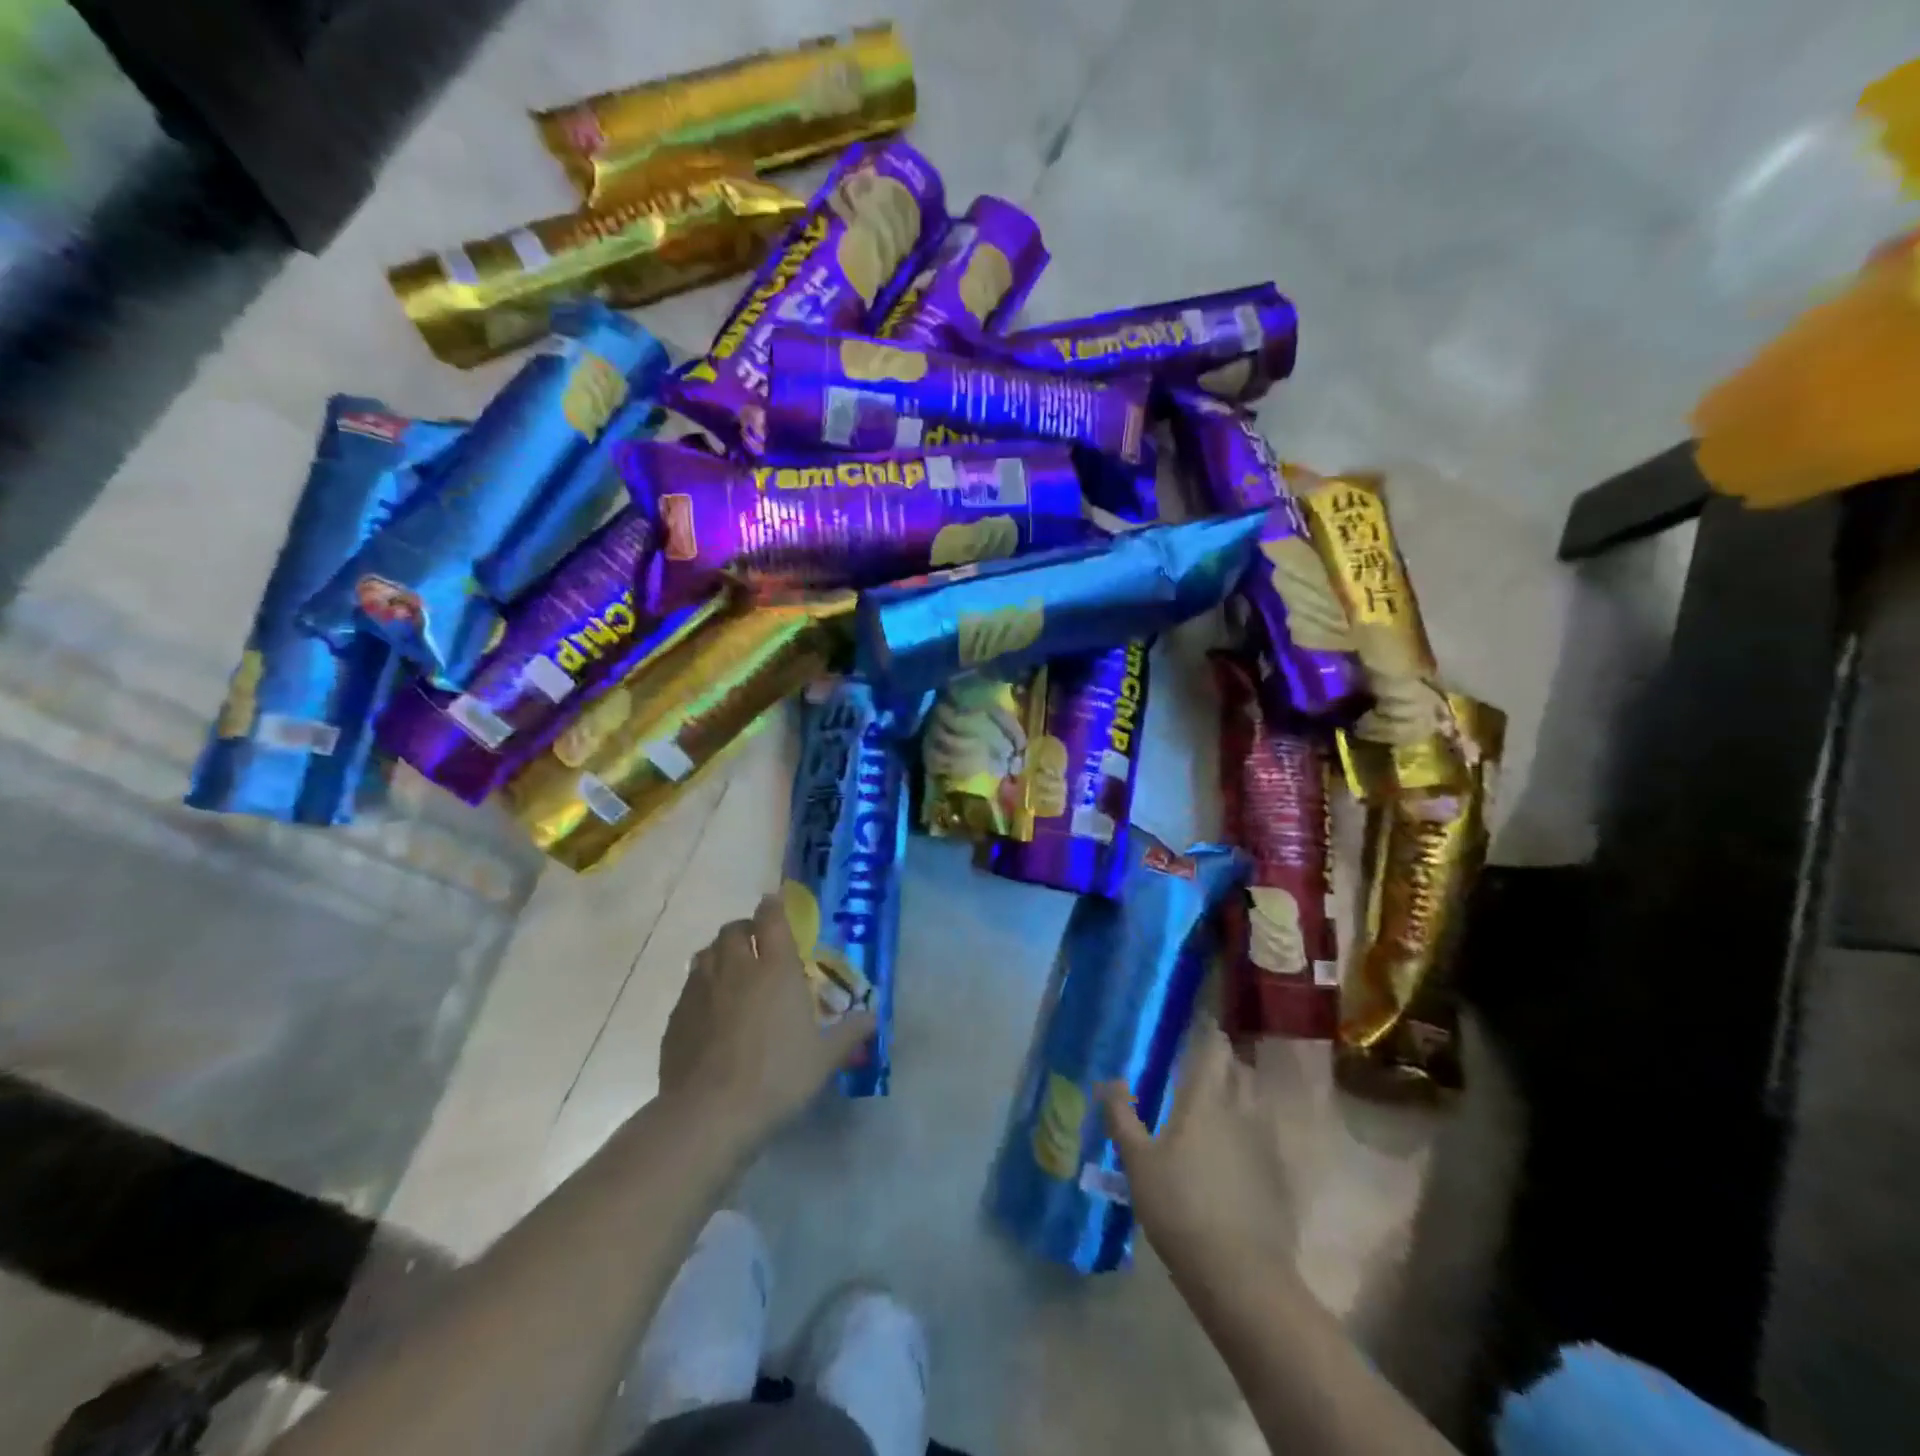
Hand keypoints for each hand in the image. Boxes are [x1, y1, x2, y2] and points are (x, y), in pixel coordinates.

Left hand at [660, 895, 875, 1135]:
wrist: (710, 1114)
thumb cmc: (778, 1077)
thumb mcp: (824, 1058)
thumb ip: (849, 1032)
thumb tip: (873, 1016)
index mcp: (775, 969)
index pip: (771, 919)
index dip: (773, 907)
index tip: (775, 903)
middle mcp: (735, 969)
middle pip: (733, 930)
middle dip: (744, 929)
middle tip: (756, 943)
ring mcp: (699, 991)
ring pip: (705, 954)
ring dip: (719, 953)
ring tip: (731, 970)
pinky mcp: (676, 1018)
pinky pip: (689, 988)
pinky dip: (701, 987)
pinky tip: (709, 1011)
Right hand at [1098, 1022, 1296, 1278]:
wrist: (1241, 1275)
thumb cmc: (1180, 1207)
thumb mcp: (1137, 1162)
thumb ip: (1122, 1117)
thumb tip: (1110, 1080)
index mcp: (1206, 1097)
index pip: (1213, 1046)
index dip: (1207, 1030)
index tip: (1195, 1020)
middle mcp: (1241, 1108)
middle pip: (1238, 1068)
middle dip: (1222, 1058)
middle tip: (1198, 1061)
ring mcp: (1265, 1141)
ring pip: (1254, 1098)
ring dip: (1239, 1089)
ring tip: (1216, 1098)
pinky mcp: (1279, 1173)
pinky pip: (1264, 1132)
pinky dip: (1250, 1127)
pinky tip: (1234, 1147)